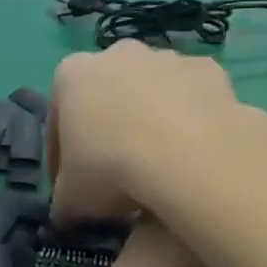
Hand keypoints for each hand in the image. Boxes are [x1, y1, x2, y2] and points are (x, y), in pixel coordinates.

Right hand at [47, 42, 266, 226]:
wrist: (189, 156)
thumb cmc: (112, 169)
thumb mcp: (71, 200)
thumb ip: (63, 202)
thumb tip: (67, 212)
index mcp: (71, 76)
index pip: (58, 122)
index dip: (61, 160)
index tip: (72, 188)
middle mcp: (117, 54)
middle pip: (106, 97)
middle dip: (109, 130)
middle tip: (116, 173)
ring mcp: (166, 58)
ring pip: (152, 93)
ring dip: (151, 122)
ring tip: (159, 166)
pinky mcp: (208, 70)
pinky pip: (192, 99)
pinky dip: (190, 121)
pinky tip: (193, 154)